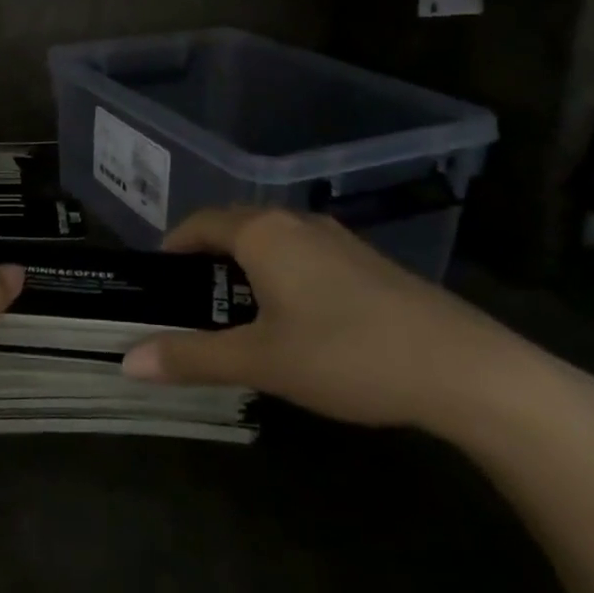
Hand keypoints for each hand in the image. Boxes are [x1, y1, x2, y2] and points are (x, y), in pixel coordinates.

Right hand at [120, 208, 554, 433]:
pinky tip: (296, 320)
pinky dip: (282, 274)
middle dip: (207, 258)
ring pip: (273, 241)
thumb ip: (192, 357)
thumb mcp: (261, 361)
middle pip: (235, 227)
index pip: (199, 223)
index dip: (173, 246)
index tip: (159, 280)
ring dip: (246, 267)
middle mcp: (297, 223)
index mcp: (262, 233)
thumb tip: (127, 362)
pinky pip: (305, 254)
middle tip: (193, 303)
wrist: (466, 369)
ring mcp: (338, 239)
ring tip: (238, 314)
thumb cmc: (346, 355)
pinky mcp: (369, 262)